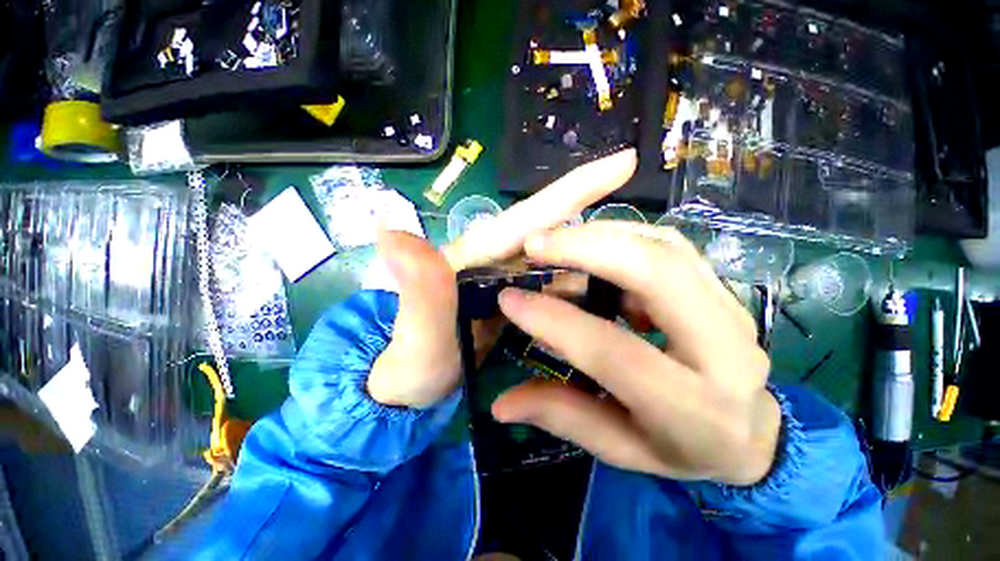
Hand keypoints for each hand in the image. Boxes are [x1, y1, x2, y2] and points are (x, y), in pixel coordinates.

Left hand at [366, 149, 637, 408]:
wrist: (410, 387)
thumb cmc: (409, 363)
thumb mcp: (415, 337)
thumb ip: (414, 290)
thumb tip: (389, 227)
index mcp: (478, 259)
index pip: (532, 217)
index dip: (577, 189)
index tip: (626, 161)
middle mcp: (500, 263)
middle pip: (561, 239)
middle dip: (607, 239)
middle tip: (659, 259)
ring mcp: (513, 284)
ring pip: (568, 267)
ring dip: (606, 271)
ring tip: (650, 292)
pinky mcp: (520, 305)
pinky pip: (562, 292)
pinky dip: (589, 296)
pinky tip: (616, 309)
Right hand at [491, 221, 781, 485]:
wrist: (752, 433)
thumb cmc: (682, 448)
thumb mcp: (620, 446)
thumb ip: (562, 416)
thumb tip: (501, 404)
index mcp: (693, 408)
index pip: (614, 351)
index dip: (556, 321)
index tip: (509, 298)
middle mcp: (724, 350)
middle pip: (657, 274)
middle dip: (587, 249)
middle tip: (534, 244)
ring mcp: (730, 309)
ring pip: (664, 247)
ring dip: (601, 235)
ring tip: (554, 239)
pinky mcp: (721, 287)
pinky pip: (668, 244)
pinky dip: (621, 236)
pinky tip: (590, 244)